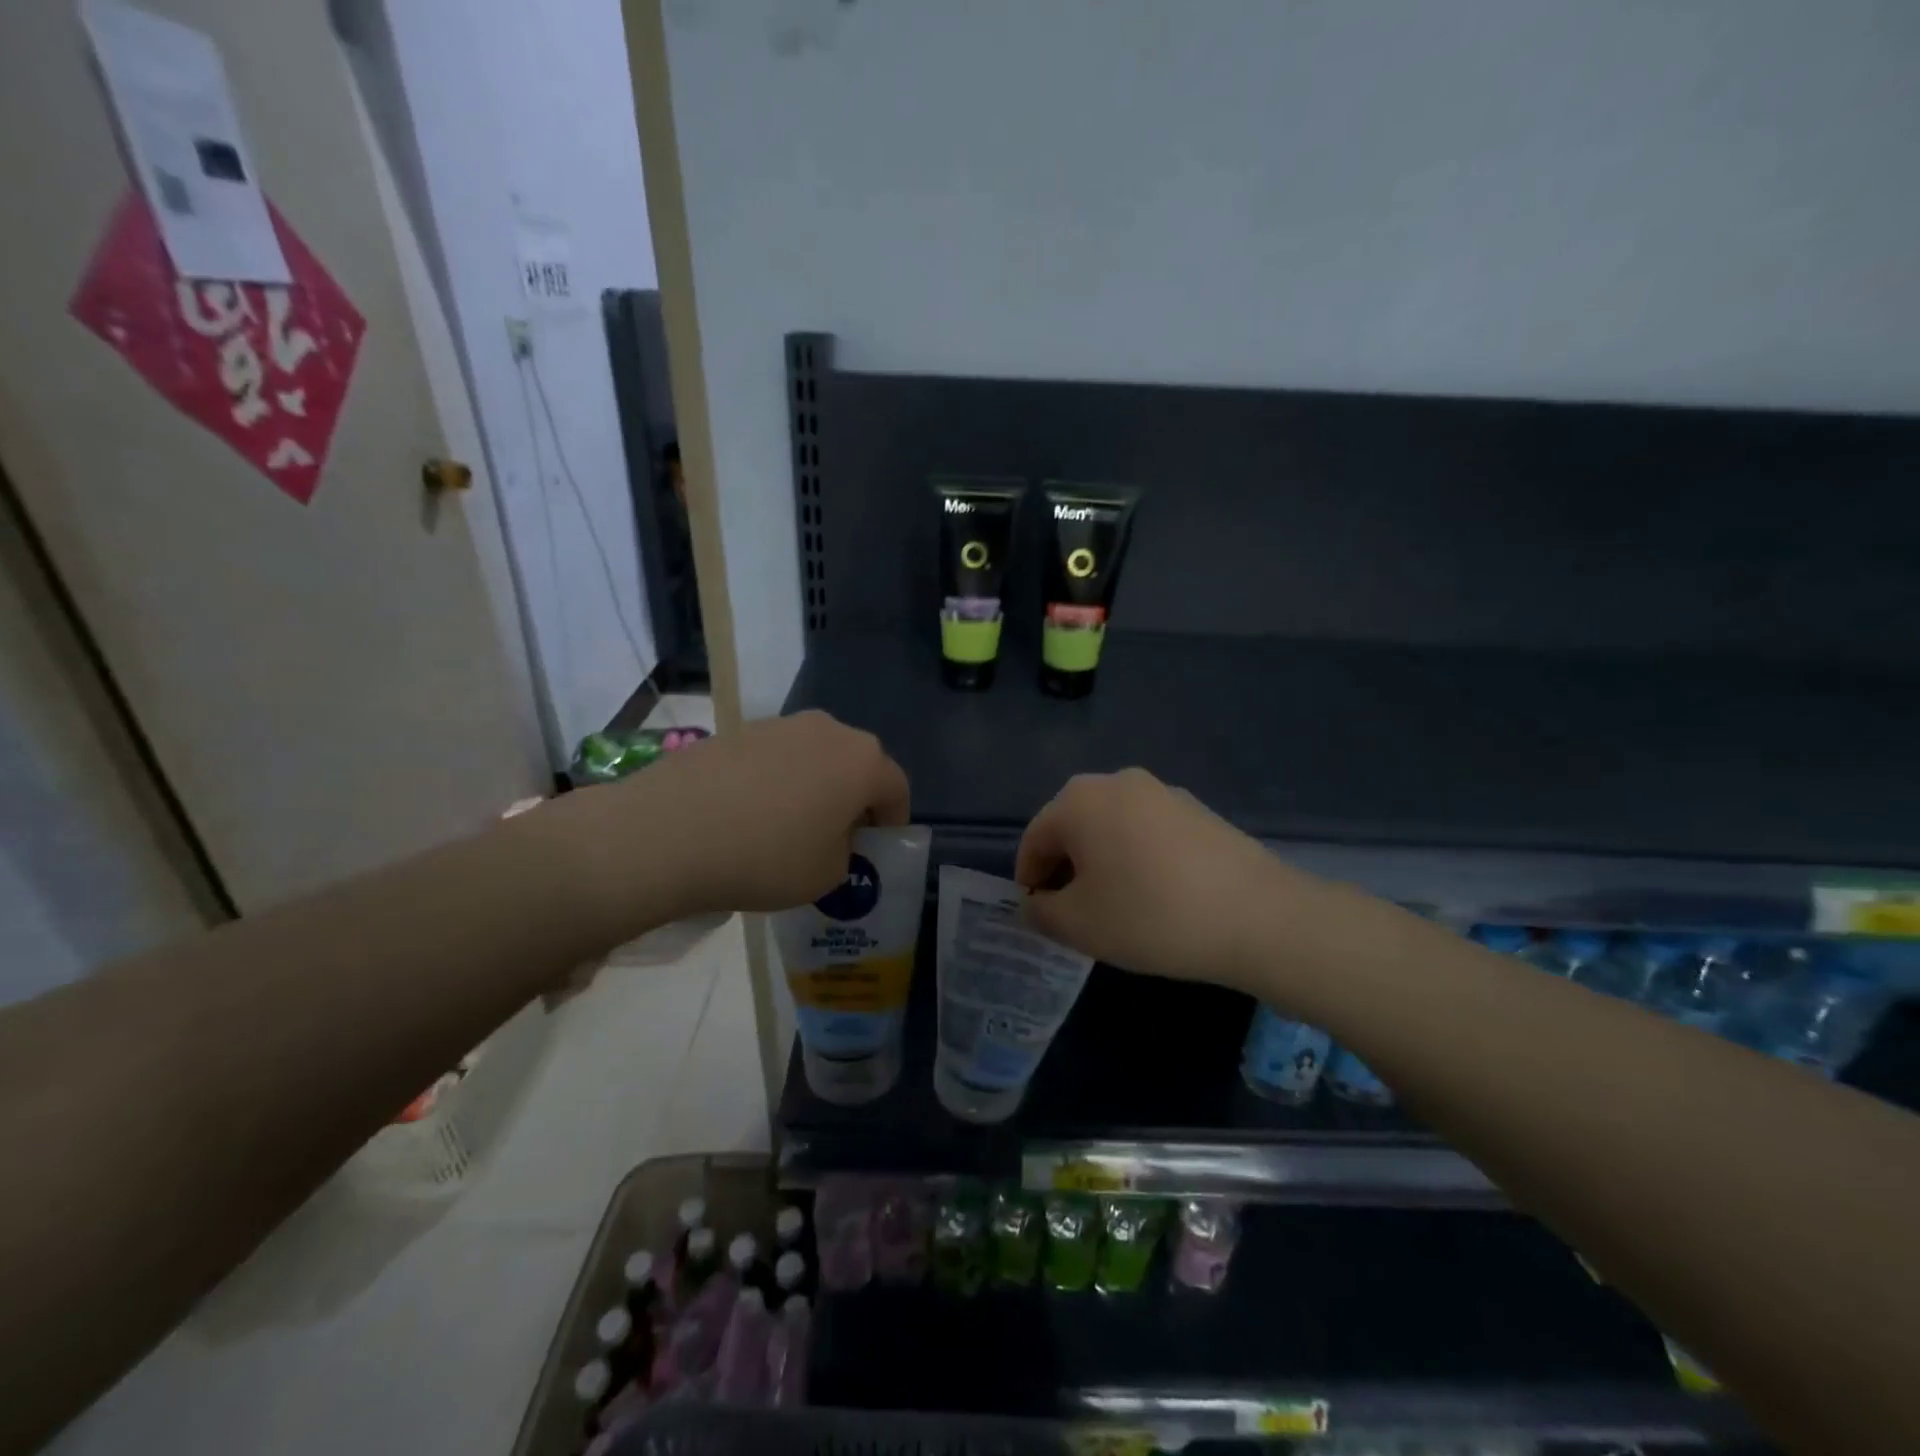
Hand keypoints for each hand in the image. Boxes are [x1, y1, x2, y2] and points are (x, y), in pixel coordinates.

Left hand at [590, 711, 908, 920]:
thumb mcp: (827, 875)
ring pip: (814, 758)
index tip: (876, 851)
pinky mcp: (737, 730)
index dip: (892, 822)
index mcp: (863, 761)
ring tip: (788, 828)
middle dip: (853, 800)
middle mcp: (828, 730)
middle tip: (836, 839)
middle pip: (856, 765)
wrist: (669, 830)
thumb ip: (846, 853)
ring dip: (813, 787)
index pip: (897, 788)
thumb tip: (832, 836)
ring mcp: (779, 725)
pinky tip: (748, 816)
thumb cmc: (767, 856)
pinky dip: (775, 782)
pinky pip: (774, 758)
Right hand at [1015, 768, 1306, 989]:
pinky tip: (1155, 896)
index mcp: (1080, 800)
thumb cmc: (1151, 915)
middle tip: (1073, 913)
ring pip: (1112, 828)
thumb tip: (1035, 903)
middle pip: (1073, 827)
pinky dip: (1137, 858)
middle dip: (1065, 868)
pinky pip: (1148, 832)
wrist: (1258, 916)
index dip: (1029, 878)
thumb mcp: (1079, 925)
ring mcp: (1163, 792)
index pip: (1035, 838)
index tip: (1038, 914)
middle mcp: (1117, 782)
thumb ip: (1041, 912)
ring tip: (1115, 907)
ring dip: (1102, 862)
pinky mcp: (1197, 810)